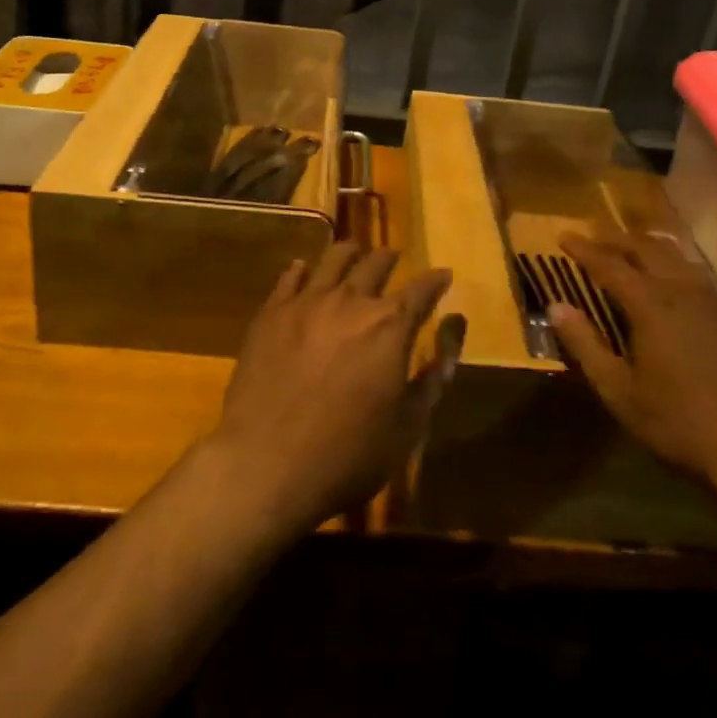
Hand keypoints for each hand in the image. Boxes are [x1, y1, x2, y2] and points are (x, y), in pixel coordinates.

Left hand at [210, 243, 463, 533]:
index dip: (436, 280)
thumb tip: (452, 342)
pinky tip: (303, 270)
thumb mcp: (406, 429)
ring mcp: (307, 302)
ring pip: (334, 259)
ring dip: (350, 253)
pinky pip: (291, 277)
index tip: (444, 274)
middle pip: (376, 264)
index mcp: (390, 327)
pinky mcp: (271, 312)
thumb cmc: (346, 455)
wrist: (264, 464)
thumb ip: (431, 381)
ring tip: (353, 252)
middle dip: (390, 259)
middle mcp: (351, 301)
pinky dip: (302, 270)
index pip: (422, 290)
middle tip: (394, 257)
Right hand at [553, 233, 716, 513]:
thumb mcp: (620, 391)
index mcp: (651, 304)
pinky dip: (674, 265)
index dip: (584, 249)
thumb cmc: (679, 421)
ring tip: (630, 247)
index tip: (564, 236)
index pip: (610, 264)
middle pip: (646, 249)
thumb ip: (585, 345)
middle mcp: (683, 290)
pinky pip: (697, 275)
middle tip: (594, 235)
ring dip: (648, 246)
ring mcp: (714, 301)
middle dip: (616, 238)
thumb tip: (556, 307)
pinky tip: (673, 280)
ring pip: (676, 257)